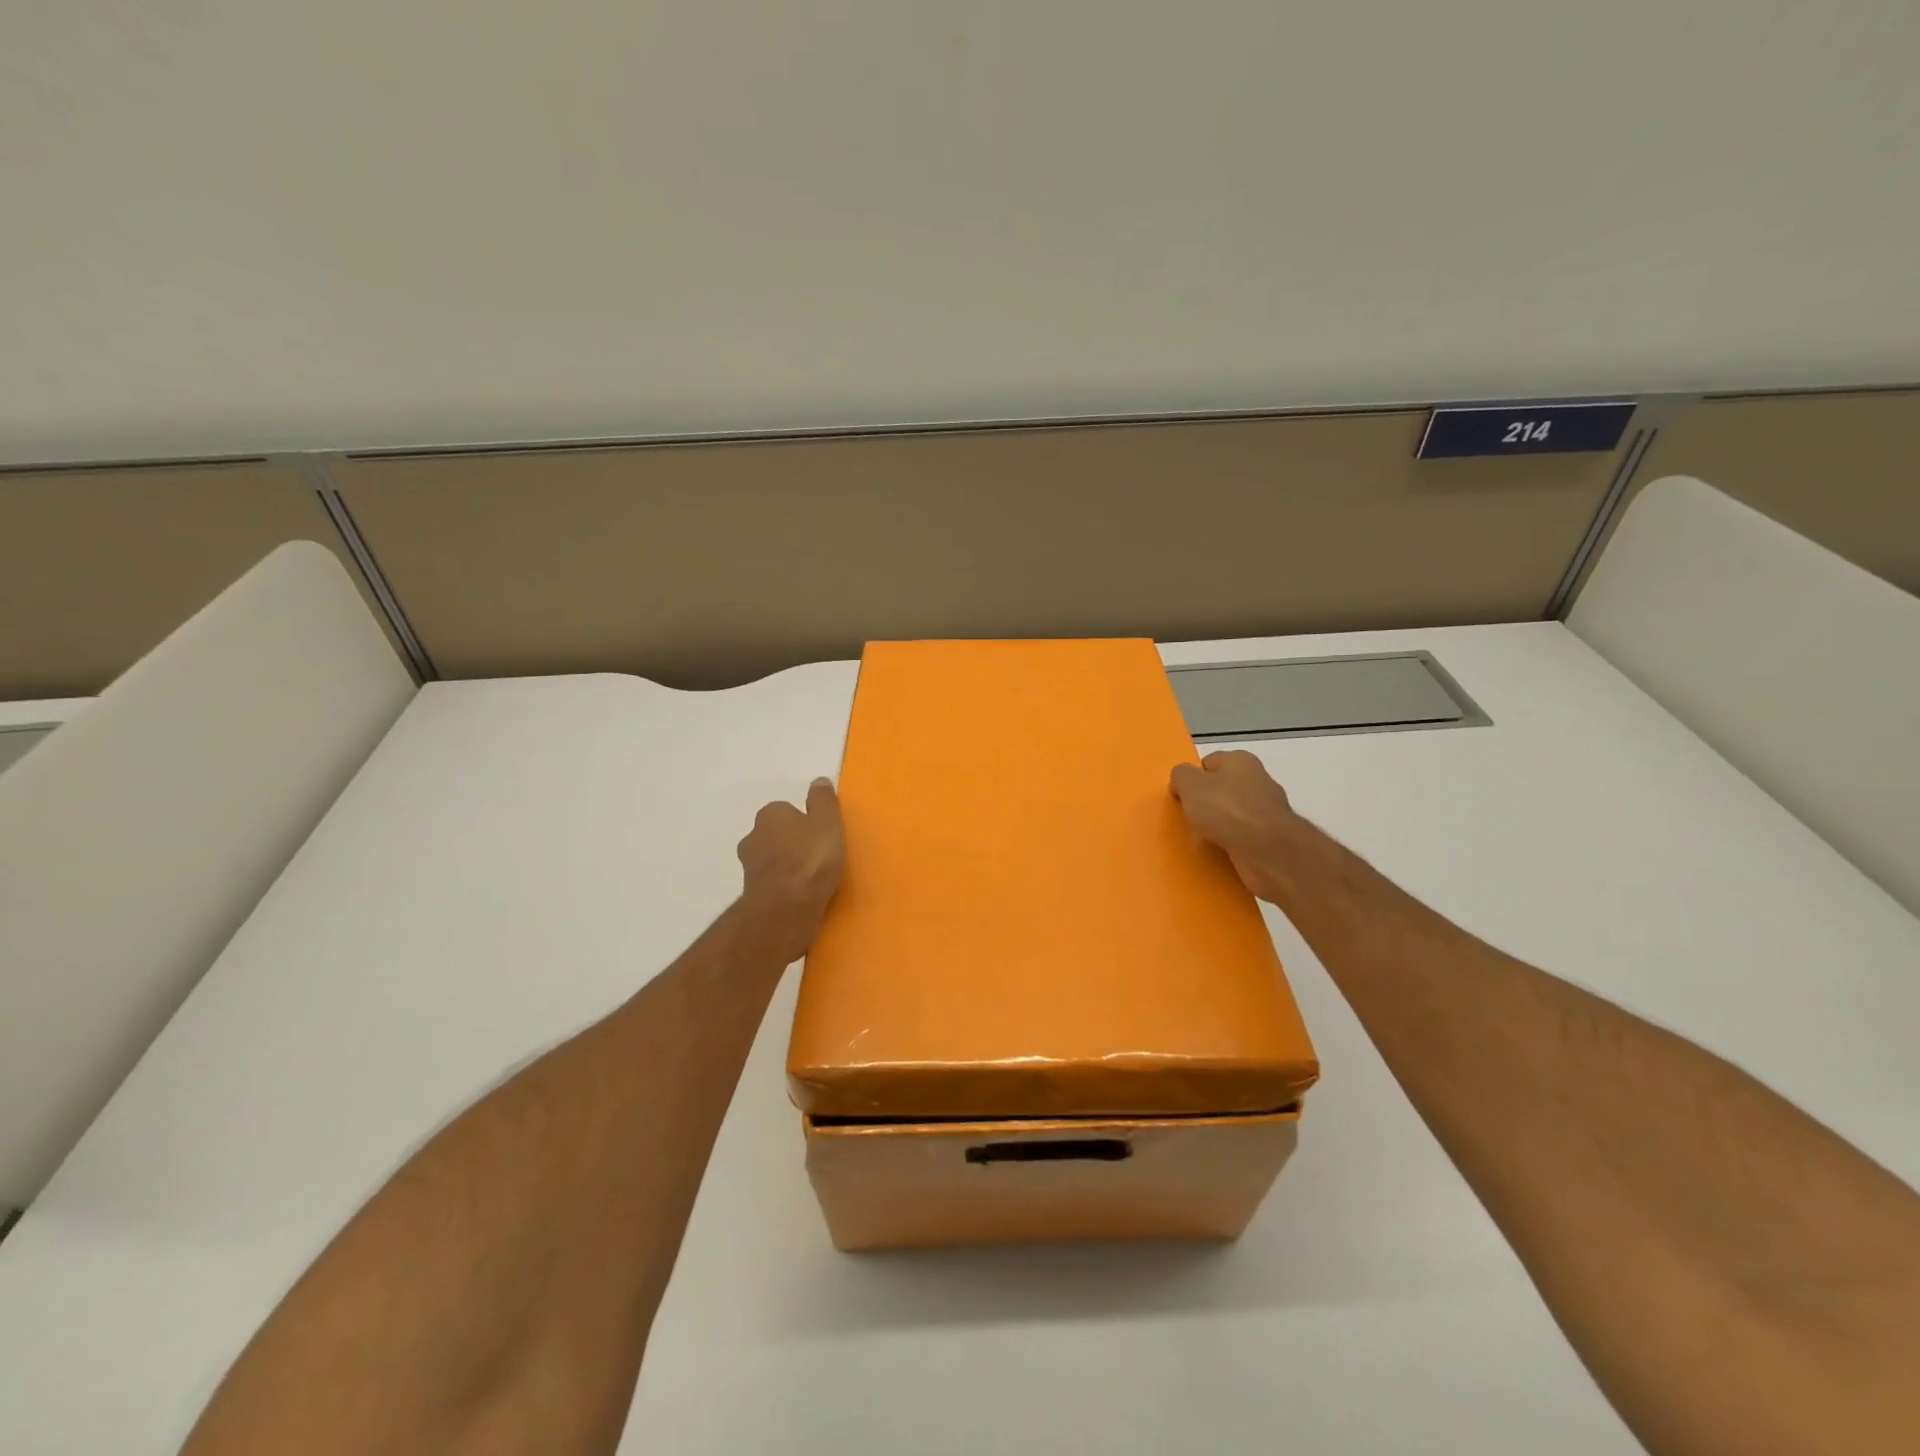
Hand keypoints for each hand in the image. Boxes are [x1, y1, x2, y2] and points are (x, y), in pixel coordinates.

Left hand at [738, 778, 846, 962]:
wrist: (786, 906)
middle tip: (816, 855)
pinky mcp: (752, 893)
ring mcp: (749, 867)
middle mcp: (753, 836)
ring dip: (786, 866)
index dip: (803, 821)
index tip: (819, 834)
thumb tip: (819, 780)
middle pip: (774, 835)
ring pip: (771, 860)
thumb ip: (823, 801)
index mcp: (771, 814)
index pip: (785, 810)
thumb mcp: (828, 822)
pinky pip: (772, 883)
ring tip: (811, 878)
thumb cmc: (811, 858)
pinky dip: (783, 886)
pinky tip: (802, 895)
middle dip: (790, 842)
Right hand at [1169, 750, 1302, 903]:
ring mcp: (1268, 810)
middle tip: (1189, 818)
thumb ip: (1181, 776)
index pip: (1209, 763)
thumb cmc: (1226, 809)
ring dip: (1218, 825)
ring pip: (1233, 814)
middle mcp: (1258, 780)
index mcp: (1240, 761)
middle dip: (1206, 802)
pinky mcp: (1272, 837)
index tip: (1181, 796)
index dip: (1193, 778)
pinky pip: (1243, 836)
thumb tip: (1181, 780)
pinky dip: (1231, 842)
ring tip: (1201, 837)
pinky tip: (1219, 850)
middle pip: (1222, 789)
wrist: (1266, 850)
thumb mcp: (1190, 785)